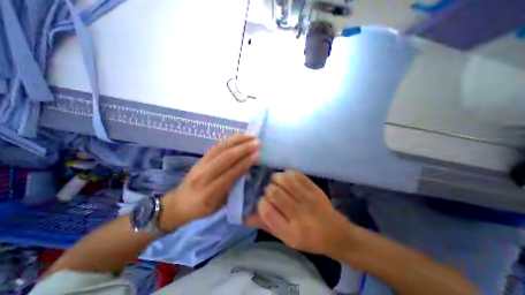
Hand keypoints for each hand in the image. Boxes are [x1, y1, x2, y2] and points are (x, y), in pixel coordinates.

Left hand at [160, 134, 256, 232]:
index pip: (231, 174)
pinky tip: (238, 137)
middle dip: (243, 148)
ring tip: (250, 136)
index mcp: (209, 193)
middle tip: (256, 142)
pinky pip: (216, 147)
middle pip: (225, 158)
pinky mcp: (200, 159)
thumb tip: (247, 171)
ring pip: (220, 149)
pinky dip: (228, 140)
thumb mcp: (219, 205)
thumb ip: (233, 187)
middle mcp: (203, 177)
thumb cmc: (202, 209)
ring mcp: (200, 165)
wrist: (178, 204)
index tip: (257, 154)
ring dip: (237, 140)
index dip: (245, 163)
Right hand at [247, 171, 356, 257]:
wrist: (336, 234)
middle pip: (274, 193)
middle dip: (268, 189)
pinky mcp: (315, 189)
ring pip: (284, 180)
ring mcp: (309, 199)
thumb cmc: (309, 240)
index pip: (266, 211)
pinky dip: (288, 173)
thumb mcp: (286, 239)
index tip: (262, 200)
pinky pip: (297, 174)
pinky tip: (287, 178)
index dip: (261, 202)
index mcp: (290, 232)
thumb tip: (245, 215)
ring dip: (276, 178)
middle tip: (270, 191)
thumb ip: (266, 225)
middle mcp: (299, 215)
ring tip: (276, 182)